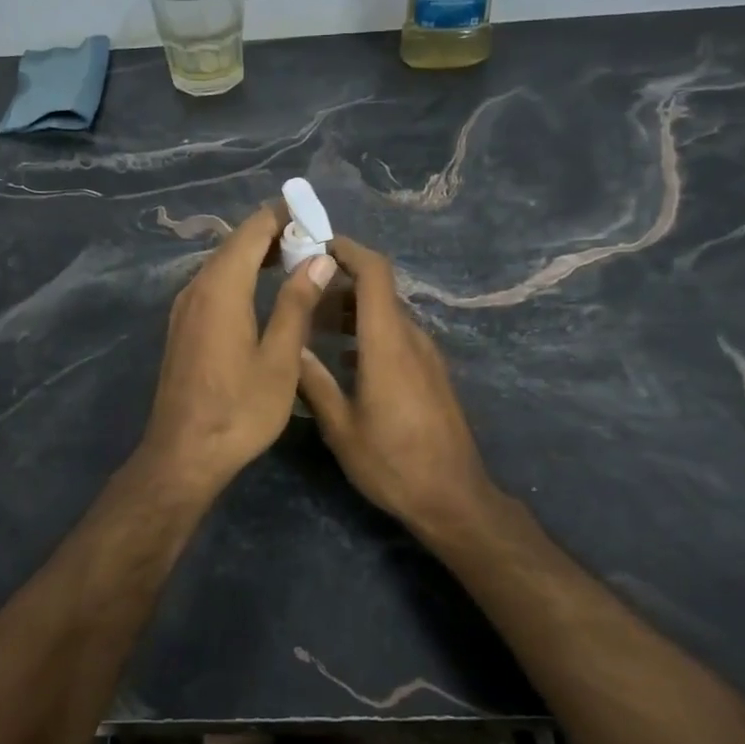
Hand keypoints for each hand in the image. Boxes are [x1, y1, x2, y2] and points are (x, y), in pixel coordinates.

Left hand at [136, 203, 336, 500]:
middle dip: (273, 233)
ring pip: (222, 264)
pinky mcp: (183, 327)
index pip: (252, 230)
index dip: (283, 216)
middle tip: (314, 239)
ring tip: (297, 260)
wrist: (184, 454)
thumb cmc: (239, 410)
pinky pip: (213, 285)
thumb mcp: (280, 358)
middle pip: (235, 243)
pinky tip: (263, 292)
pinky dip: (240, 276)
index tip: (315, 215)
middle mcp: (196, 288)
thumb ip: (296, 303)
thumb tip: (318, 259)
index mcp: (221, 288)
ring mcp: (184, 308)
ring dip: (256, 255)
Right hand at [296, 237, 497, 536]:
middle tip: (300, 290)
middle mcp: (411, 339)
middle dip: (339, 282)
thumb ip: (314, 382)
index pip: (374, 273)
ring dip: (352, 310)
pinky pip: (397, 336)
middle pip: (378, 291)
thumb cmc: (392, 463)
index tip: (315, 245)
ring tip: (313, 324)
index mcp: (388, 343)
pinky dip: (368, 332)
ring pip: (386, 314)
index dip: (348, 250)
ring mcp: (426, 356)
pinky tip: (343, 357)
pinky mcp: (431, 373)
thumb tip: (291, 346)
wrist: (453, 497)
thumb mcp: (341, 428)